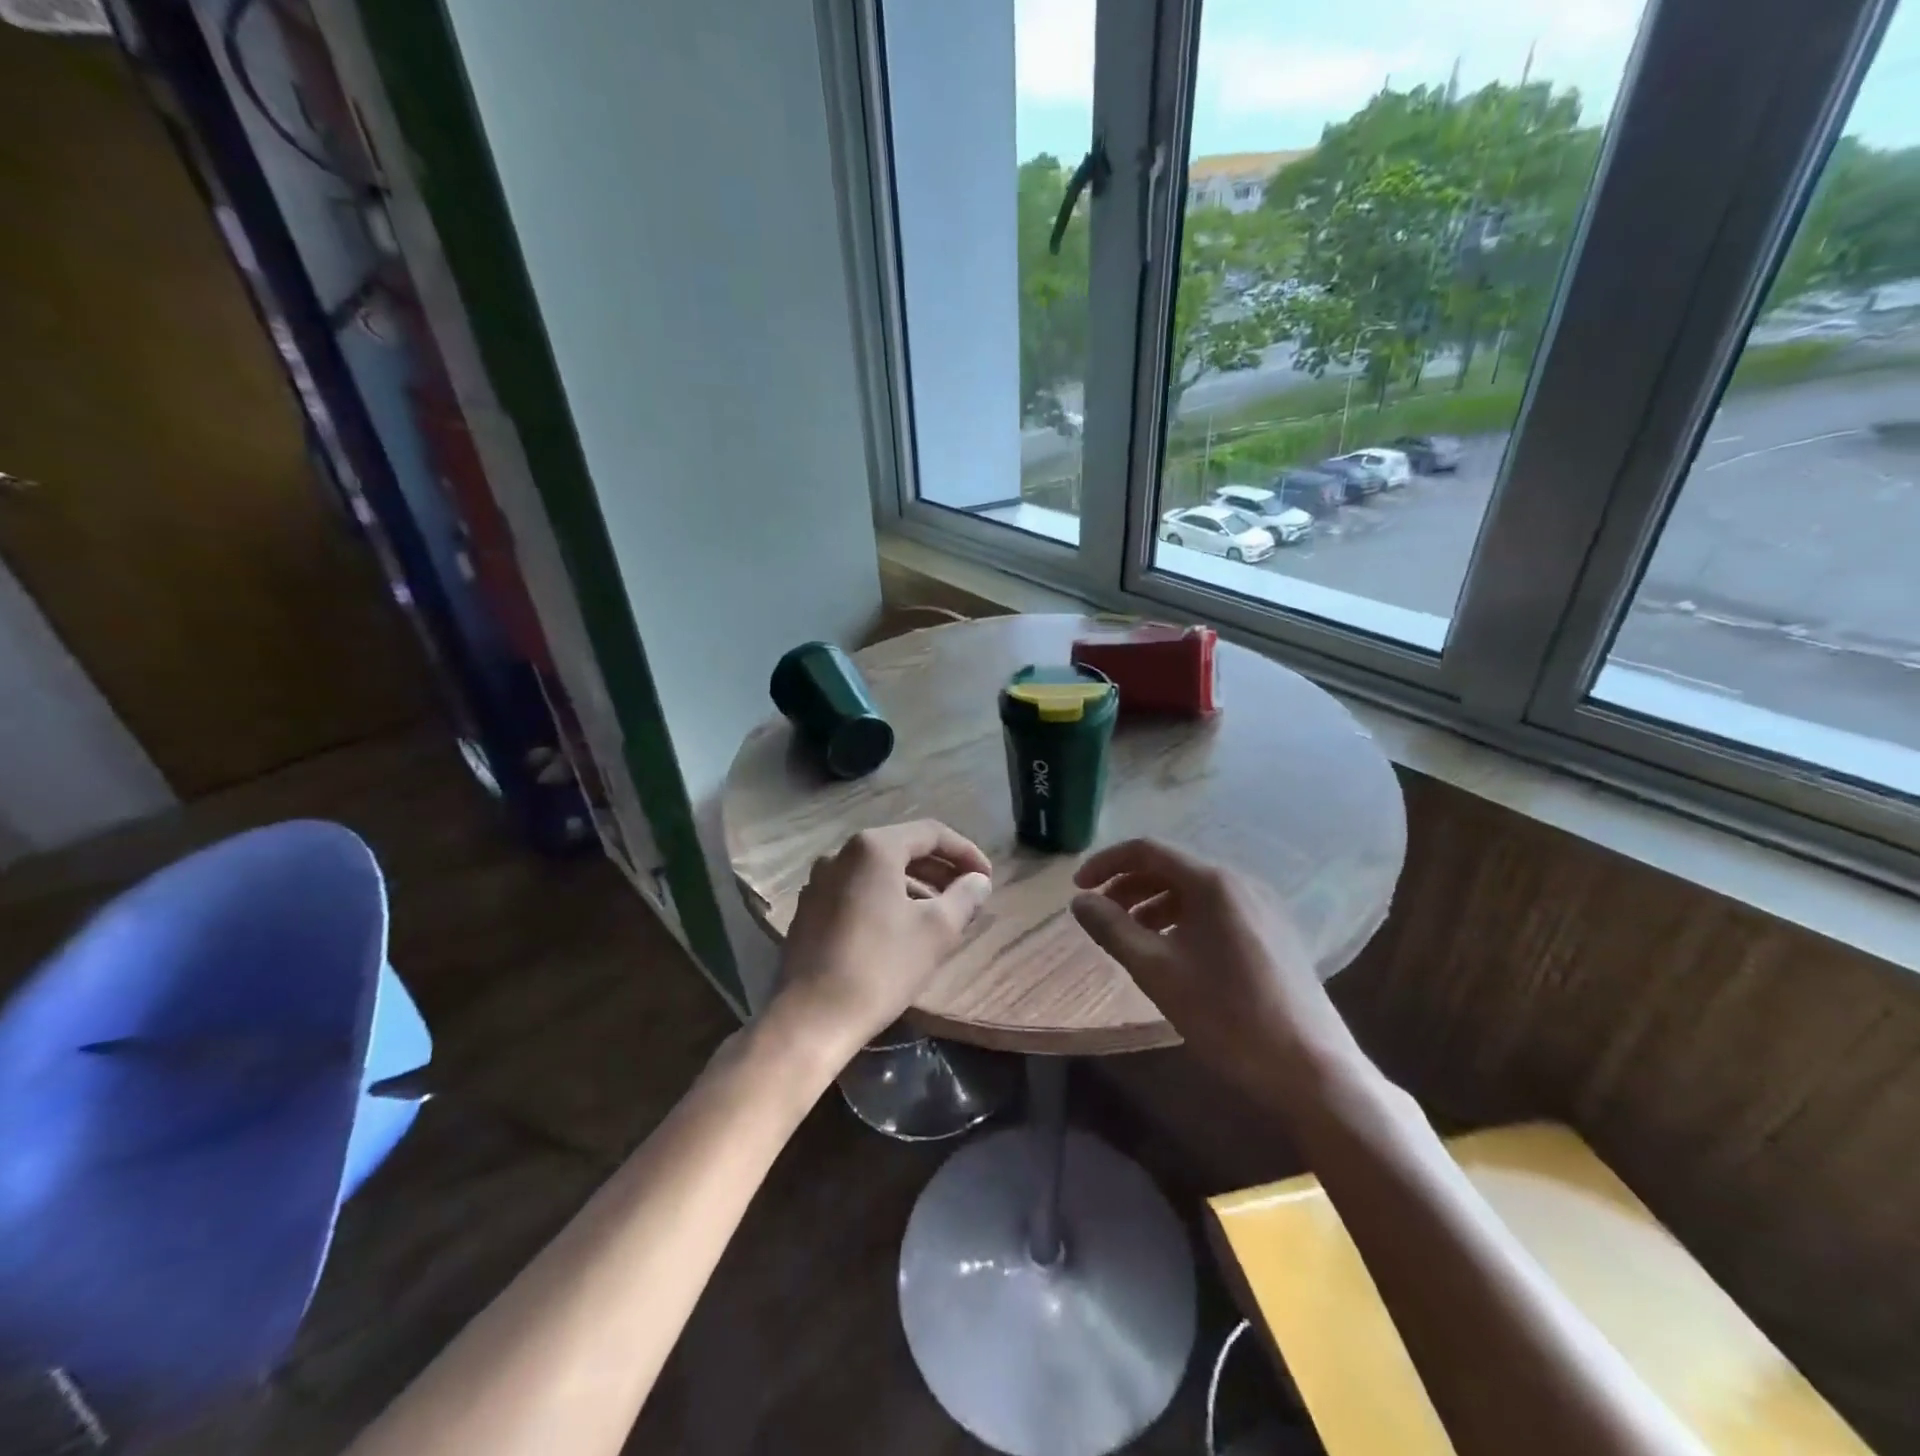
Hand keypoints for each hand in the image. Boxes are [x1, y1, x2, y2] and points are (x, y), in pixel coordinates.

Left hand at [771, 820, 992, 1066]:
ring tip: (940, 913)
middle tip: (968, 895)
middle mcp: (841, 853)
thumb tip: (979, 881)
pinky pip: (857, 890)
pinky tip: (901, 928)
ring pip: (878, 871)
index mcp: (874, 848)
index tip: (987, 879)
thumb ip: (964, 897)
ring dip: (914, 885)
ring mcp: (819, 881)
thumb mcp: (937, 930)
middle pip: (902, 848)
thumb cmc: (881, 966)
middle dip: (940, 869)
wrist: (812, 1017)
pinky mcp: (809, 909)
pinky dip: (885, 898)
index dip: (965, 852)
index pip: (931, 833)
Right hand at [1071, 839, 1367, 1112]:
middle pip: (1172, 867)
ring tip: (1132, 937)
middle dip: (1128, 886)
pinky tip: (1174, 952)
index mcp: (1213, 882)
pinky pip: (1218, 910)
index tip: (1077, 888)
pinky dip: (1184, 919)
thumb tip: (1079, 901)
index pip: (1147, 850)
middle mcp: (1241, 882)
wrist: (1310, 1069)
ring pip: (1195, 890)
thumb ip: (1112, 929)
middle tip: (1100, 916)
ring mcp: (1263, 907)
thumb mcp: (1157, 971)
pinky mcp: (1275, 932)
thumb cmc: (1226, 1015)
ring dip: (1155, 904)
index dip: (1106, 863)